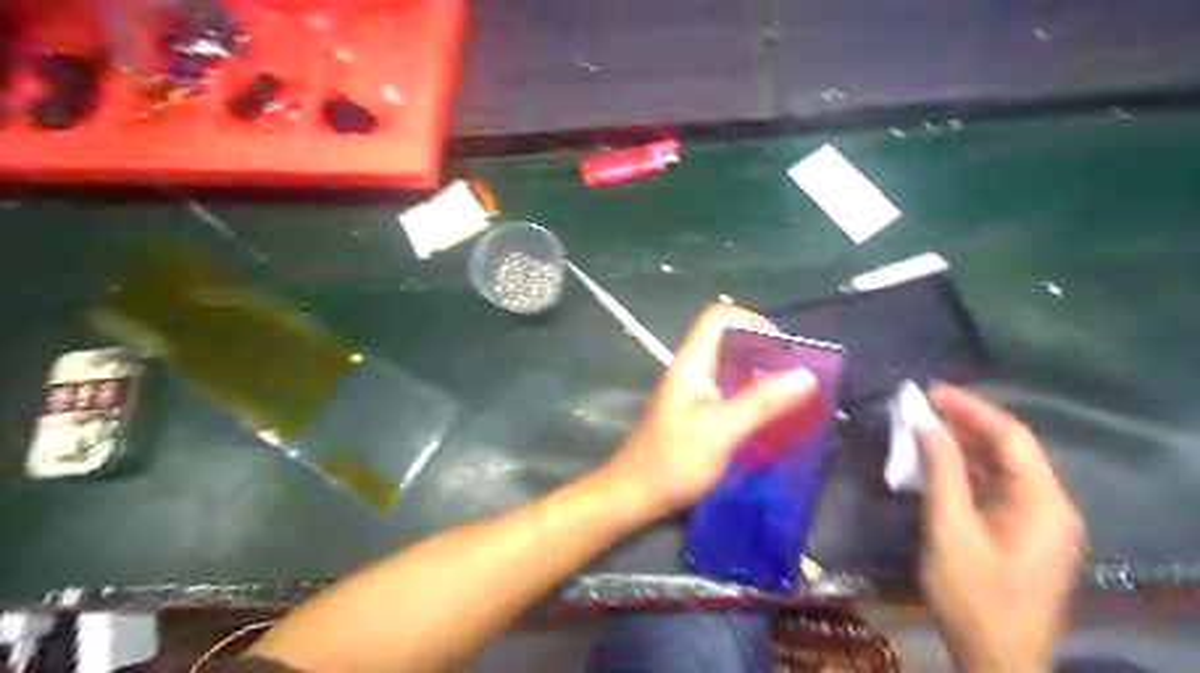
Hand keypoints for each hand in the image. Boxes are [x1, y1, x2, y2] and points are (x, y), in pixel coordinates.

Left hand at [605, 305, 819, 521]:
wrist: (634, 496)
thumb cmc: (673, 461)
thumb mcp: (721, 430)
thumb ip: (762, 402)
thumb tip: (807, 374)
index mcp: (692, 362)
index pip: (719, 317)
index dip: (752, 321)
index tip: (784, 348)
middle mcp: (692, 370)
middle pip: (730, 341)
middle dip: (765, 352)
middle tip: (798, 376)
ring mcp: (694, 393)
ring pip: (732, 369)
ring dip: (762, 377)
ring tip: (795, 396)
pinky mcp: (698, 415)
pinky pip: (730, 394)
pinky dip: (753, 399)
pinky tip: (774, 419)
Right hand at [920, 384, 1090, 672]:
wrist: (995, 657)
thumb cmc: (973, 594)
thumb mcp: (950, 529)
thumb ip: (941, 472)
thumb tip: (924, 422)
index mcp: (1043, 502)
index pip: (1011, 437)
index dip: (970, 408)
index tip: (930, 391)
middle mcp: (1047, 505)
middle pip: (1007, 449)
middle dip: (964, 423)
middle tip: (920, 404)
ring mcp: (1034, 520)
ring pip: (997, 467)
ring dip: (960, 445)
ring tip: (920, 425)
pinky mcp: (1017, 531)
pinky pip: (990, 487)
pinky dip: (961, 470)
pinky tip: (932, 461)